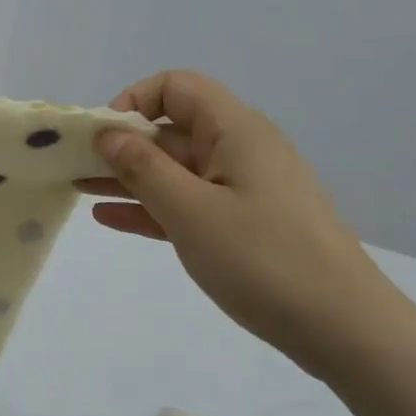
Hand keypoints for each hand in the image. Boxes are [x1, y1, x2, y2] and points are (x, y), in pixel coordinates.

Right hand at [82, 71, 415, 371]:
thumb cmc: (263, 259)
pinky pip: (189, 203)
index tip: (102, 137)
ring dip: (130, 177)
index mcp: (235, 131)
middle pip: (172, 129)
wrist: (343, 328)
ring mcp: (244, 189)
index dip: (133, 101)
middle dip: (122, 144)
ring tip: (78, 188)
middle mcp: (240, 150)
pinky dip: (152, 206)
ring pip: (176, 170)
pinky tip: (111, 218)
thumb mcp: (191, 211)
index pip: (177, 87)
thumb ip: (143, 168)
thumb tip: (108, 134)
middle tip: (73, 166)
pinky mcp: (245, 224)